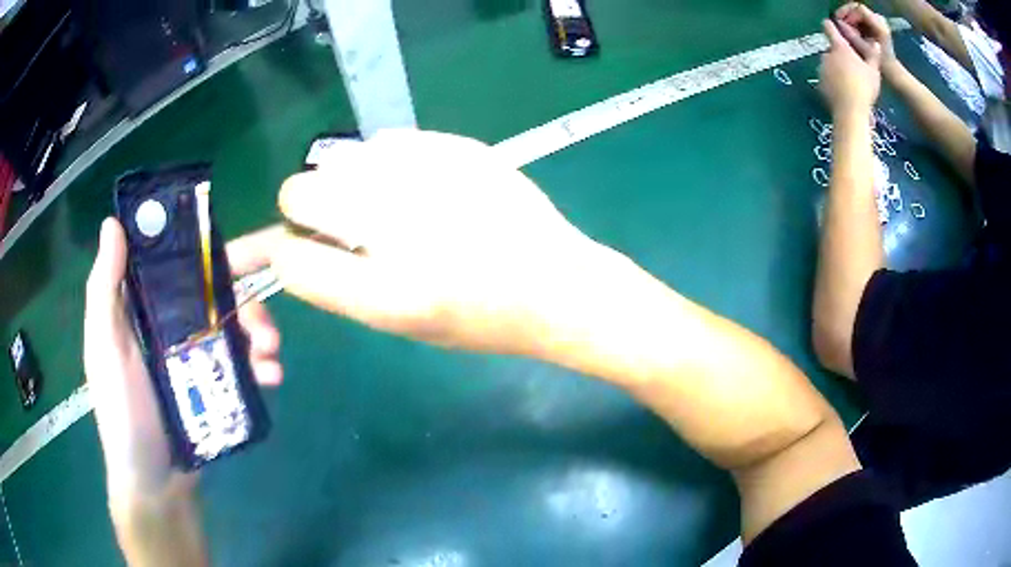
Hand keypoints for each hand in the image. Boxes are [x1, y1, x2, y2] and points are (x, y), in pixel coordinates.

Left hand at [84, 218, 281, 514]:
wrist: (155, 483)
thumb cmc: (122, 412)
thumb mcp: (104, 348)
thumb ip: (104, 289)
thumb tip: (113, 223)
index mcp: (144, 308)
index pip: (175, 263)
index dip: (203, 246)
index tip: (231, 242)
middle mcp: (172, 325)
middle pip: (215, 294)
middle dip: (246, 294)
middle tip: (266, 303)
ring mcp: (196, 358)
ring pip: (236, 328)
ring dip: (261, 331)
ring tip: (272, 353)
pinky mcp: (215, 388)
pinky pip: (244, 366)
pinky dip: (263, 365)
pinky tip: (272, 377)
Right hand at [245, 129, 606, 357]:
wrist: (556, 285)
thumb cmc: (480, 320)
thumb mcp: (402, 322)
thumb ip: (341, 282)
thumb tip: (298, 241)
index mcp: (386, 294)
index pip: (289, 259)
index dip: (286, 253)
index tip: (302, 249)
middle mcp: (398, 229)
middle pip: (298, 192)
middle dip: (304, 207)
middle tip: (338, 219)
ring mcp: (429, 178)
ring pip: (337, 158)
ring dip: (344, 181)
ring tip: (384, 201)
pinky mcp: (457, 147)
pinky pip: (386, 141)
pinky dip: (386, 162)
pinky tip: (418, 182)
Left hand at [819, 18, 881, 115]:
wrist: (850, 111)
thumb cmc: (864, 88)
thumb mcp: (874, 71)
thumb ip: (873, 55)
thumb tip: (875, 43)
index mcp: (840, 47)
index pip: (829, 28)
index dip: (831, 25)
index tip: (833, 26)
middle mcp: (827, 54)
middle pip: (831, 50)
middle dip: (839, 55)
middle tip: (852, 68)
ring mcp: (822, 68)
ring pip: (829, 64)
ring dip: (836, 69)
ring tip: (849, 82)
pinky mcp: (819, 83)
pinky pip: (826, 79)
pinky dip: (832, 82)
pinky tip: (843, 92)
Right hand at [835, 3, 896, 66]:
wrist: (893, 72)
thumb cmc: (882, 64)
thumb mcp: (866, 50)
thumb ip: (852, 35)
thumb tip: (838, 23)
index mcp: (879, 24)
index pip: (859, 9)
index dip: (848, 13)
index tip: (840, 22)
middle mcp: (878, 19)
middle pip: (857, 8)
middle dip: (846, 15)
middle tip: (838, 23)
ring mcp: (877, 21)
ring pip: (857, 12)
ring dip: (849, 19)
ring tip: (844, 28)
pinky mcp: (874, 24)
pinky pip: (860, 18)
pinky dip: (853, 22)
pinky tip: (850, 30)